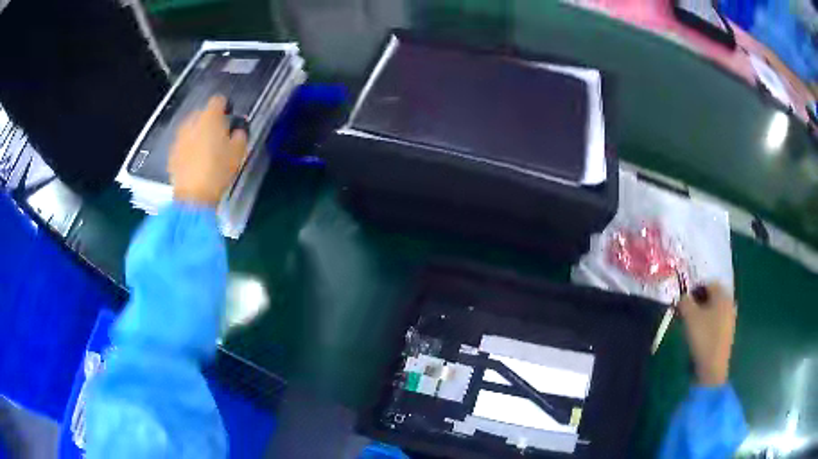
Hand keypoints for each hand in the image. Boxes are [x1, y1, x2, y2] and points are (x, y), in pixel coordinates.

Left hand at [168, 96, 248, 207]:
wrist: (193, 197)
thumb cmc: (218, 171)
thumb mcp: (238, 152)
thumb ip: (240, 134)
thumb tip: (237, 130)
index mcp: (210, 116)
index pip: (218, 100)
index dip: (225, 107)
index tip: (229, 116)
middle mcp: (192, 121)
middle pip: (202, 113)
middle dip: (210, 121)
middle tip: (218, 135)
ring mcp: (179, 137)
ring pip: (191, 128)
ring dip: (198, 133)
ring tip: (205, 149)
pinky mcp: (172, 152)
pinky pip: (183, 143)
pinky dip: (188, 147)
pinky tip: (195, 161)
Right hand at [677, 282, 736, 386]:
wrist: (713, 367)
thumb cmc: (703, 337)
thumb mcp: (689, 317)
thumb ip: (684, 302)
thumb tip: (682, 296)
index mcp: (722, 295)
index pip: (709, 283)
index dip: (695, 289)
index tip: (684, 301)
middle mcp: (729, 302)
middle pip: (713, 296)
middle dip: (699, 301)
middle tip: (687, 312)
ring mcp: (730, 318)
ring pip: (715, 309)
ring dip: (704, 312)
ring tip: (692, 324)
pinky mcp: (728, 332)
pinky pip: (717, 320)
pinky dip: (709, 322)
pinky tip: (701, 334)